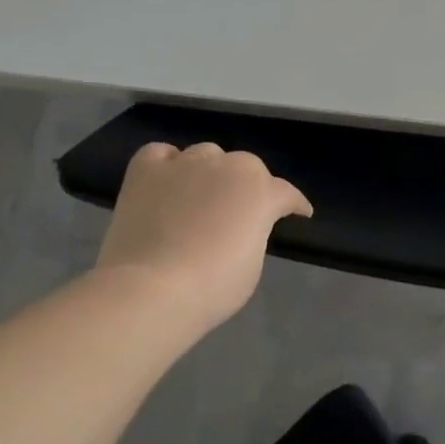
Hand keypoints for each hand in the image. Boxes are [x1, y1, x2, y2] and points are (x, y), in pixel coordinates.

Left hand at [95, 142, 311, 334]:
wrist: (151, 290)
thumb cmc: (213, 286)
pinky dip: (167, 164)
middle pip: (245, 166)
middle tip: (238, 212)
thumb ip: (254, 232)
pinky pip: (161, 154)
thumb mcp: (252, 263)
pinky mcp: (146, 170)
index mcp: (261, 190)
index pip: (286, 193)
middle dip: (247, 186)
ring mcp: (184, 163)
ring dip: (209, 172)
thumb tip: (241, 226)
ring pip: (205, 155)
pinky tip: (167, 181)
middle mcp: (227, 166)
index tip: (298, 214)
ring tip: (200, 196)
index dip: (293, 205)